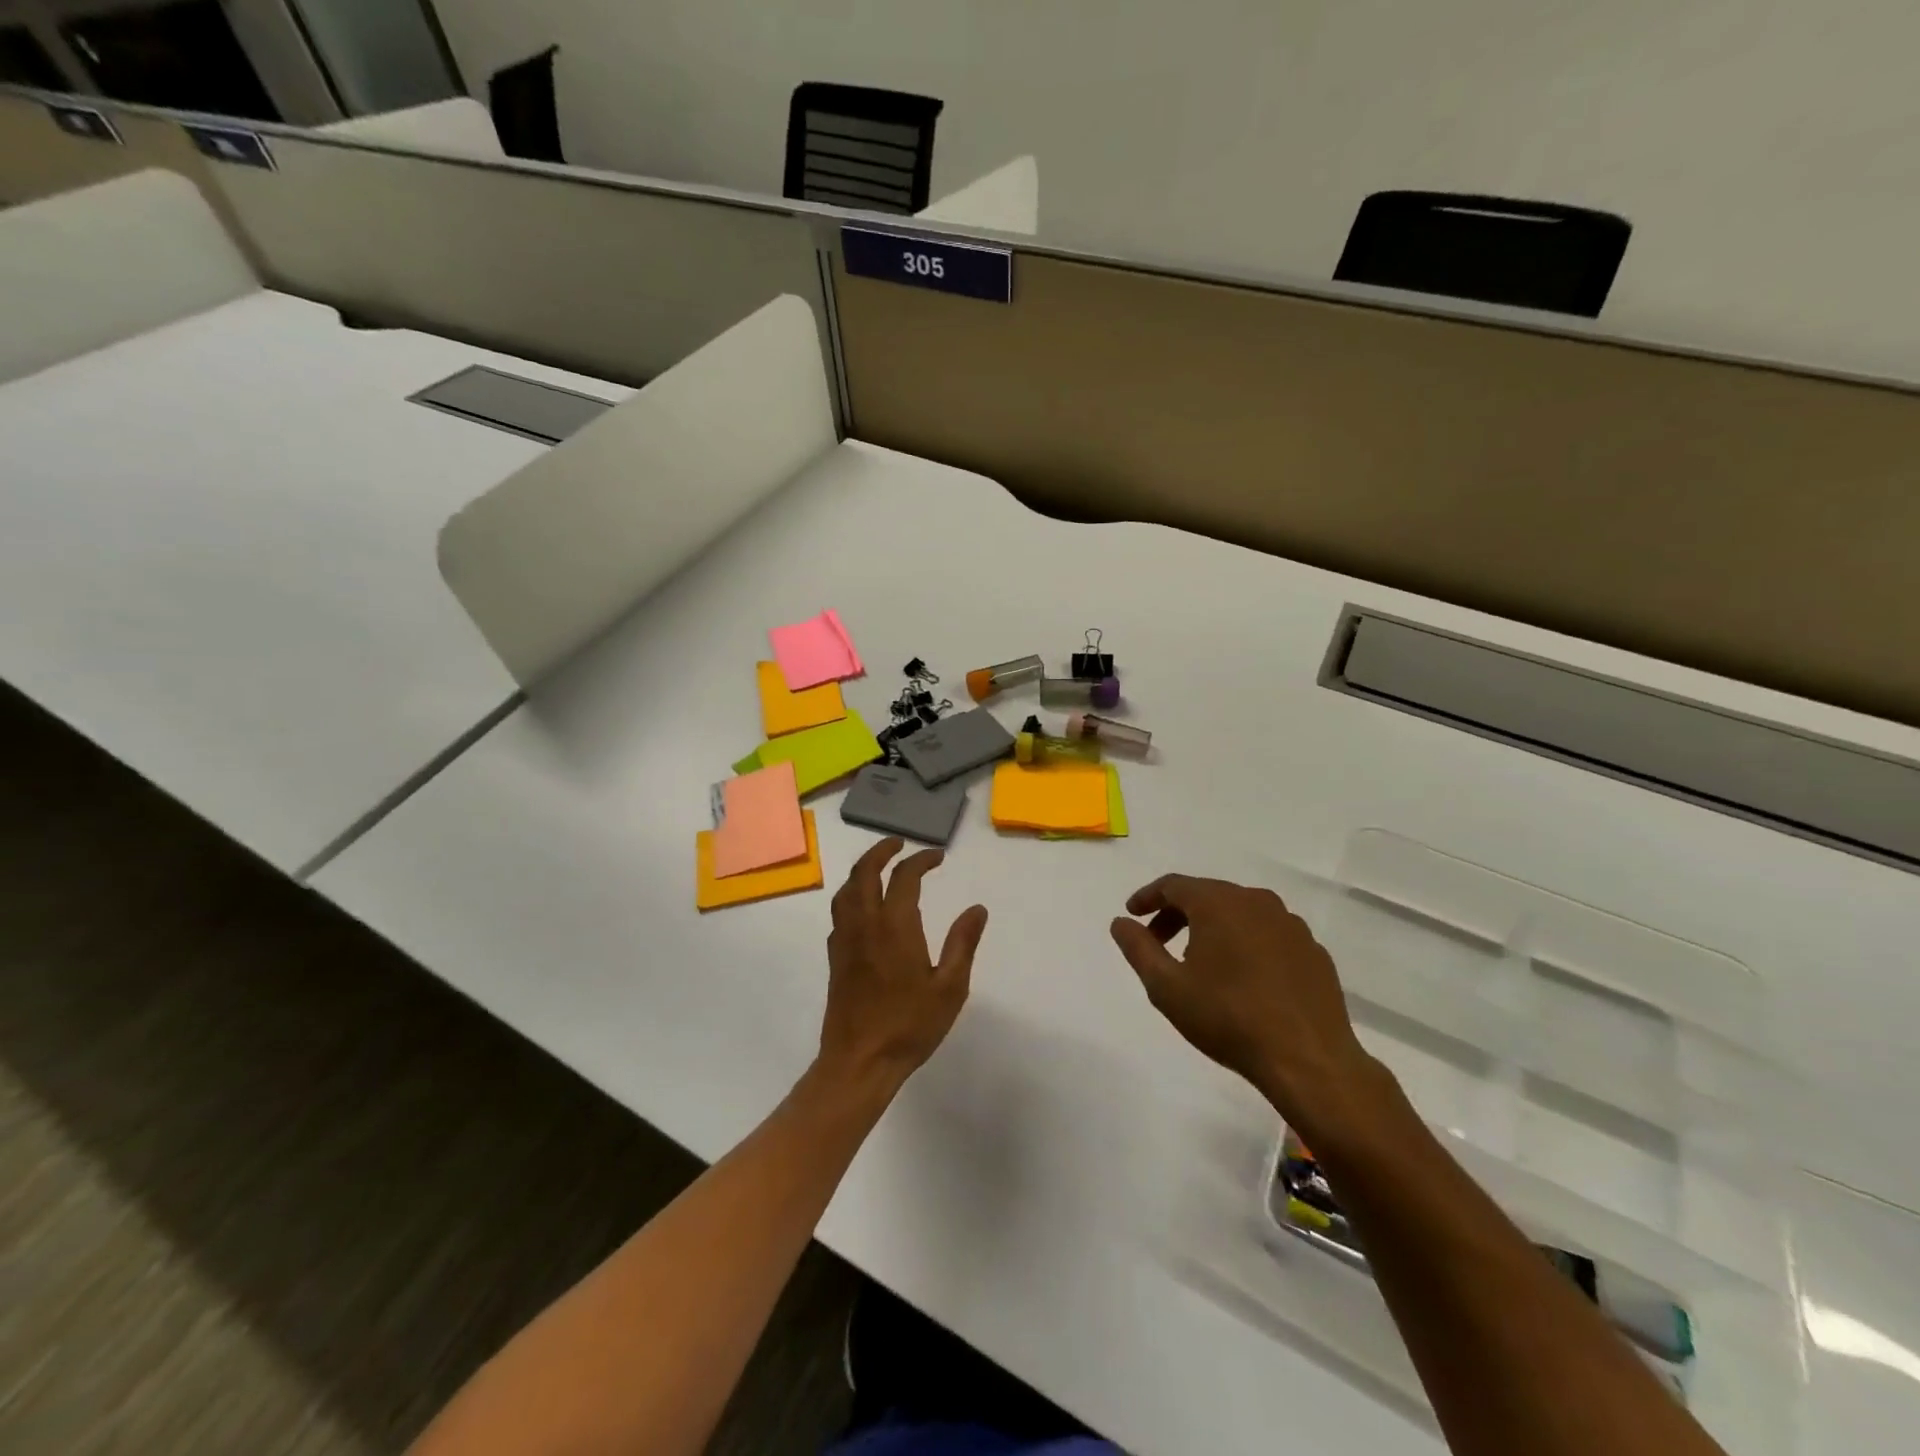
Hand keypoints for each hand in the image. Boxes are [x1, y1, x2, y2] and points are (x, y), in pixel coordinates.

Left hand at [819, 838, 987, 1092]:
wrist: (859, 1062)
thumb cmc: (910, 1025)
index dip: (921, 860)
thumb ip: (963, 943)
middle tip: (899, 843)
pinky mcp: (836, 958)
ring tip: (879, 867)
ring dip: (862, 870)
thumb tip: (977, 909)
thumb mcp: (950, 987)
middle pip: (864, 872)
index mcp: (895, 926)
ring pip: (846, 890)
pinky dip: (851, 896)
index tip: (938, 857)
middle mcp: (865, 924)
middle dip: (881, 851)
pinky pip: (839, 912)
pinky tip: (863, 908)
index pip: (904, 877)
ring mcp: (845, 940)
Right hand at [1110, 874, 1383, 1139]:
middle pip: (1207, 895)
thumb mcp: (1166, 987)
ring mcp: (1290, 924)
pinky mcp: (1313, 950)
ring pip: (1240, 913)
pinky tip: (1242, 977)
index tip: (1132, 914)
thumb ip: (1138, 948)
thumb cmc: (1227, 1018)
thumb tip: (1120, 922)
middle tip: (1158, 942)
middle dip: (1177, 914)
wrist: (1308, 1060)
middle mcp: (1256, 901)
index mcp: (1218, 903)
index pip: (1174, 885)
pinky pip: (1268, 934)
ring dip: (1213, 928)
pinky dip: (1246, 944)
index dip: (1147, 897)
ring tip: (1199, 962)